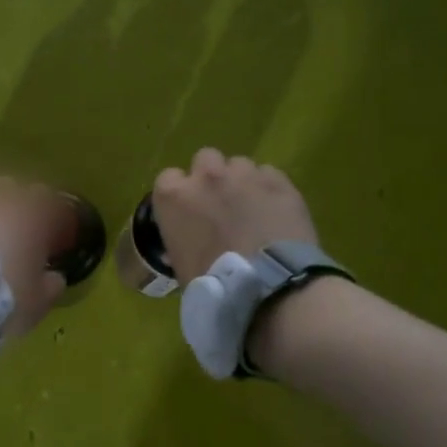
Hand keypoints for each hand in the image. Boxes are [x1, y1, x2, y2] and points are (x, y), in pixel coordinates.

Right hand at [151, 148, 319, 281]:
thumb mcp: (180, 263)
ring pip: (240, 165)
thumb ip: (182, 238)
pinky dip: (270, 189)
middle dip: (212, 177)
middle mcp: (206, 177)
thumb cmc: (212, 284)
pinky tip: (276, 212)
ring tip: (253, 208)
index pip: (168, 178)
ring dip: (242, 181)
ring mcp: (244, 175)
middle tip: (221, 203)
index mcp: (174, 197)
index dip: (180, 193)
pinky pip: (270, 175)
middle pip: (205, 159)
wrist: (265, 287)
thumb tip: (190, 241)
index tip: (188, 210)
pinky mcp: (279, 182)